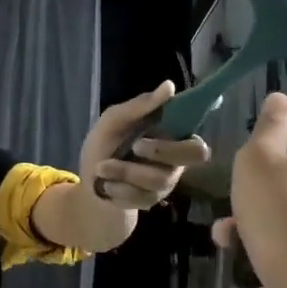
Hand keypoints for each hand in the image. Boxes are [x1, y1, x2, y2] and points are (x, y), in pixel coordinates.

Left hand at [80, 80, 210, 208]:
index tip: (161, 128)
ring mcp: (165, 183)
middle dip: (161, 150)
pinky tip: (106, 185)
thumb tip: (170, 85)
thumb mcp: (114, 120)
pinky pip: (141, 197)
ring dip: (125, 171)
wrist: (88, 182)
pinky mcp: (150, 201)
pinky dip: (117, 188)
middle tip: (135, 146)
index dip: (191, 137)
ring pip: (159, 178)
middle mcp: (176, 160)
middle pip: (192, 157)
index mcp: (171, 136)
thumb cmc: (105, 145)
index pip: (198, 140)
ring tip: (101, 168)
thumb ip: (140, 105)